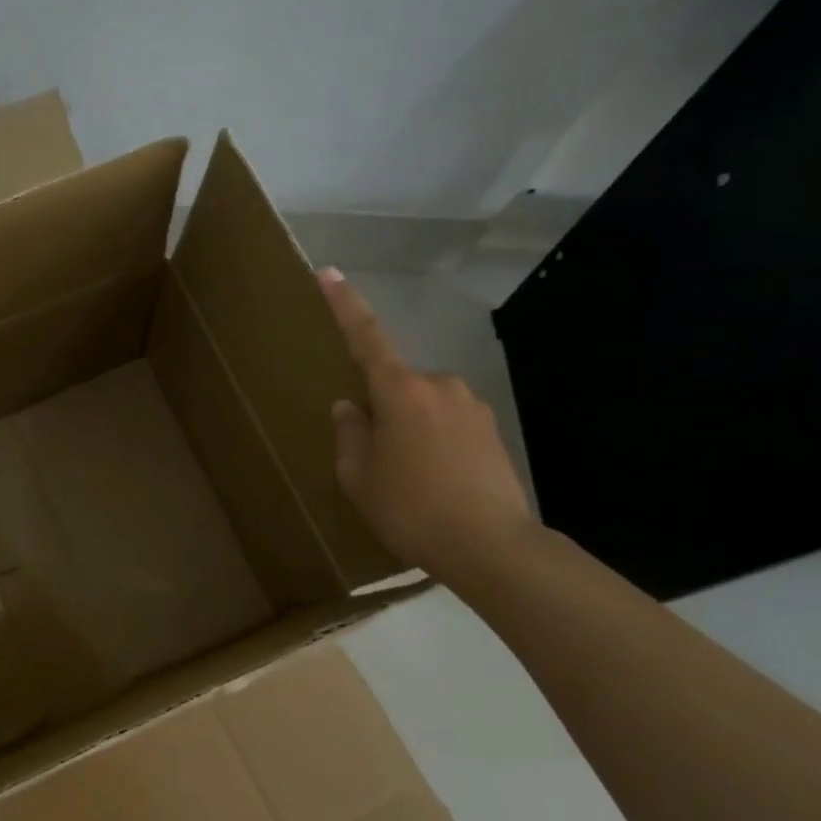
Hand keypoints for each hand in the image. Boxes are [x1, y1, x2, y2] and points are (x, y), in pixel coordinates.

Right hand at [318, 267, 535, 578]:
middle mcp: (439, 386)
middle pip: (396, 383)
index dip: (345, 305)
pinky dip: (434, 441)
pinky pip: (448, 422)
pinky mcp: (491, 428)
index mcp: (400, 392)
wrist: (491, 546)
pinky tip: (437, 480)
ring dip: (409, 428)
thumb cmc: (412, 510)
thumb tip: (350, 406)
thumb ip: (350, 435)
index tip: (329, 273)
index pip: (366, 338)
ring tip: (409, 479)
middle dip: (381, 409)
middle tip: (375, 460)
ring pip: (423, 405)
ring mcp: (471, 405)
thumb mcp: (359, 479)